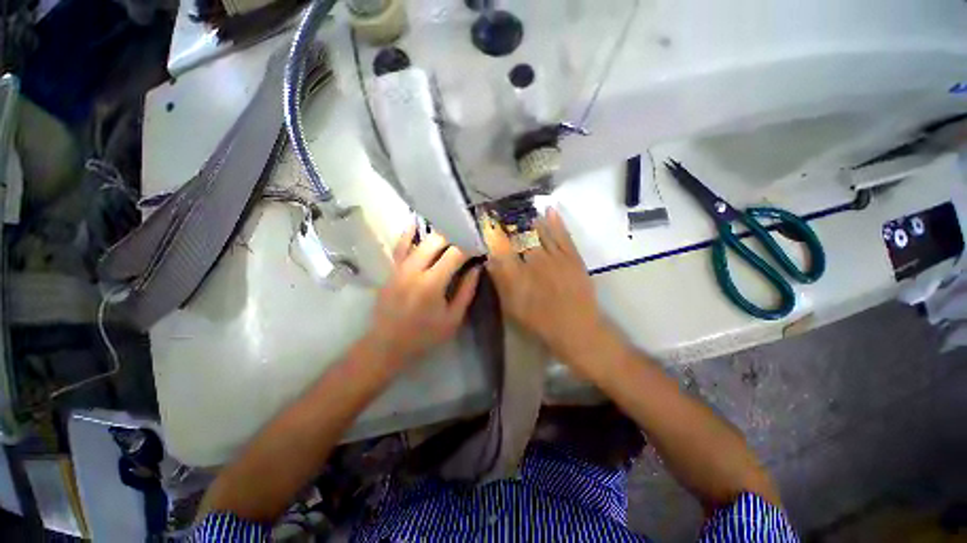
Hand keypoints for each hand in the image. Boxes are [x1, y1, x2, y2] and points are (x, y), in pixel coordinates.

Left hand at [366, 225, 480, 366]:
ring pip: (420, 239)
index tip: (479, 245)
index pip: (455, 254)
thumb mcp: (452, 319)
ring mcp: (400, 267)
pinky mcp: (391, 269)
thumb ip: (466, 291)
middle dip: (455, 235)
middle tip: (467, 238)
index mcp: (432, 283)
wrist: (387, 344)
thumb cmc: (424, 335)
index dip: (469, 246)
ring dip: (437, 233)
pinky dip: (409, 233)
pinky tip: (416, 222)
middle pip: (437, 240)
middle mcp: (414, 269)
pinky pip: (400, 245)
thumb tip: (476, 268)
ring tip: (450, 228)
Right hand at [483, 208, 609, 368]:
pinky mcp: (573, 257)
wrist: (575, 329)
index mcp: (518, 274)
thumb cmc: (539, 321)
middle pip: (521, 237)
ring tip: (524, 213)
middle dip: (512, 225)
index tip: (488, 222)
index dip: (494, 233)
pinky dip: (556, 221)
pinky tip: (549, 210)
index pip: (502, 247)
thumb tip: (490, 261)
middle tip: (506, 217)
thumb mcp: (512, 307)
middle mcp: (536, 260)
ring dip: (531, 221)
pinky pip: (563, 235)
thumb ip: (500, 282)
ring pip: (541, 232)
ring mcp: (556, 257)